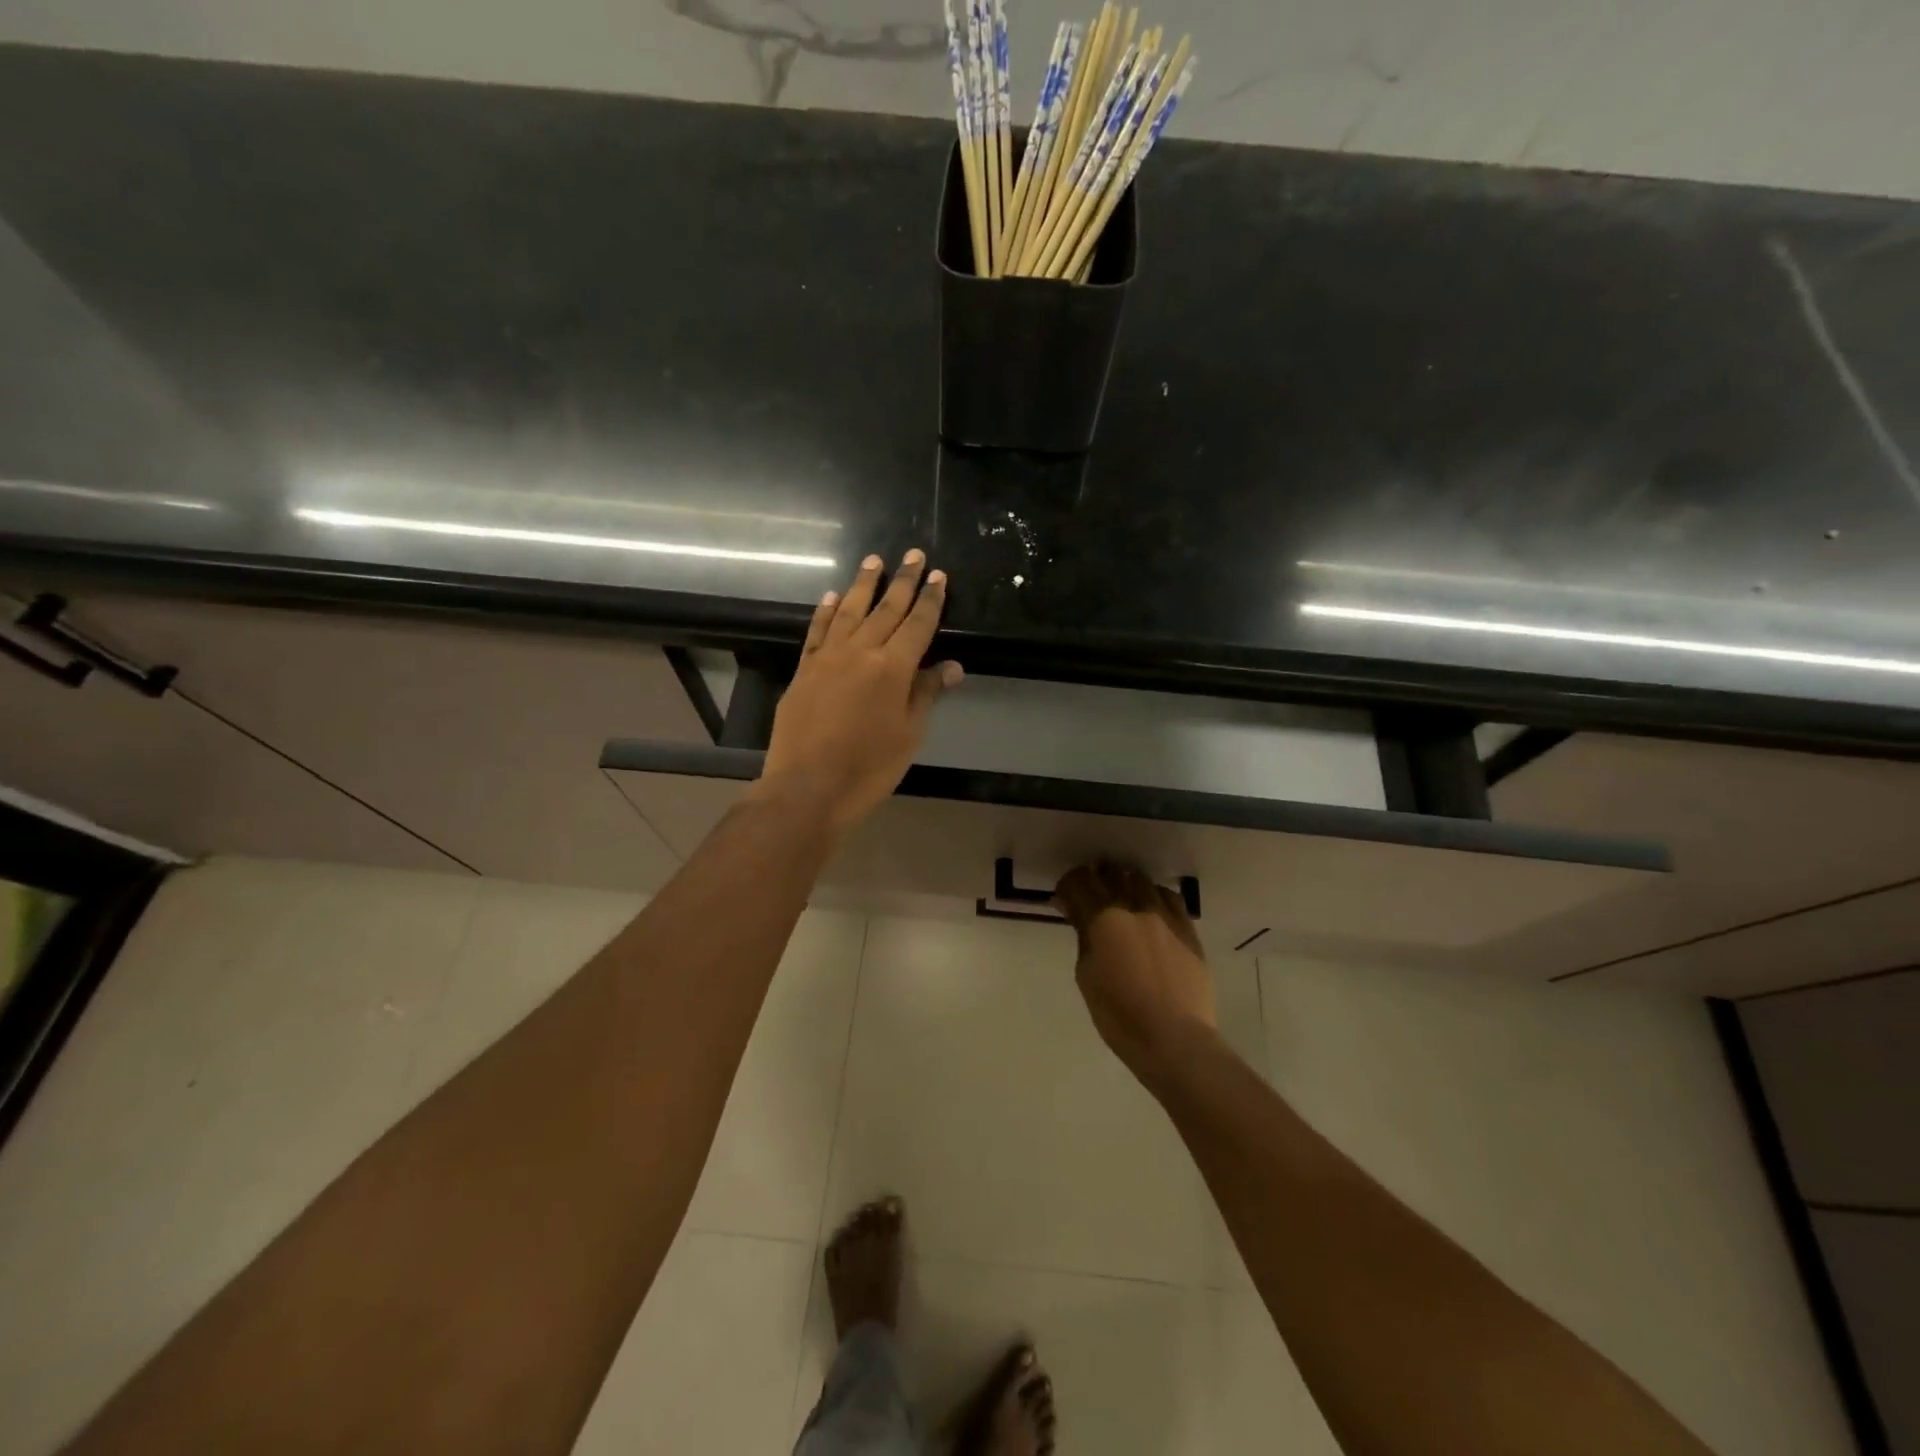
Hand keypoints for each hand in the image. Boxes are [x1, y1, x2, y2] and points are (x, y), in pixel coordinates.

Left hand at [756, 550, 962, 837]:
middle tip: (913, 554)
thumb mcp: (909, 734)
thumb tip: (951, 666)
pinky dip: (826, 611)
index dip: (930, 600)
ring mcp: (827, 658)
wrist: (807, 787)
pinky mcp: (804, 670)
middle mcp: (860, 652)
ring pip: (849, 611)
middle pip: (886, 609)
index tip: (938, 576)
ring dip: (864, 585)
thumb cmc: (869, 767)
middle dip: (902, 581)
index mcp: (893, 667)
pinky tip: (832, 596)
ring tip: (873, 561)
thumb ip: (926, 694)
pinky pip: (817, 631)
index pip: (918, 624)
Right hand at [1055, 861, 1217, 1089]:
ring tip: (1122, 902)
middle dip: (1097, 880)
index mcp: (1104, 918)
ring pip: (1141, 880)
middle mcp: (1135, 906)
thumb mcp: (1086, 976)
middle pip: (1111, 874)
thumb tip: (1078, 915)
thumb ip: (1083, 937)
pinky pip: (1170, 898)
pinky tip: (1151, 911)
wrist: (1175, 1039)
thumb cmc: (1120, 1015)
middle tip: (1091, 898)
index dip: (1068, 885)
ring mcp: (1165, 915)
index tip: (1065, 899)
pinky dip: (1154, 897)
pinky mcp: (1188, 928)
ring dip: (1126, 885)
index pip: (1080, 881)